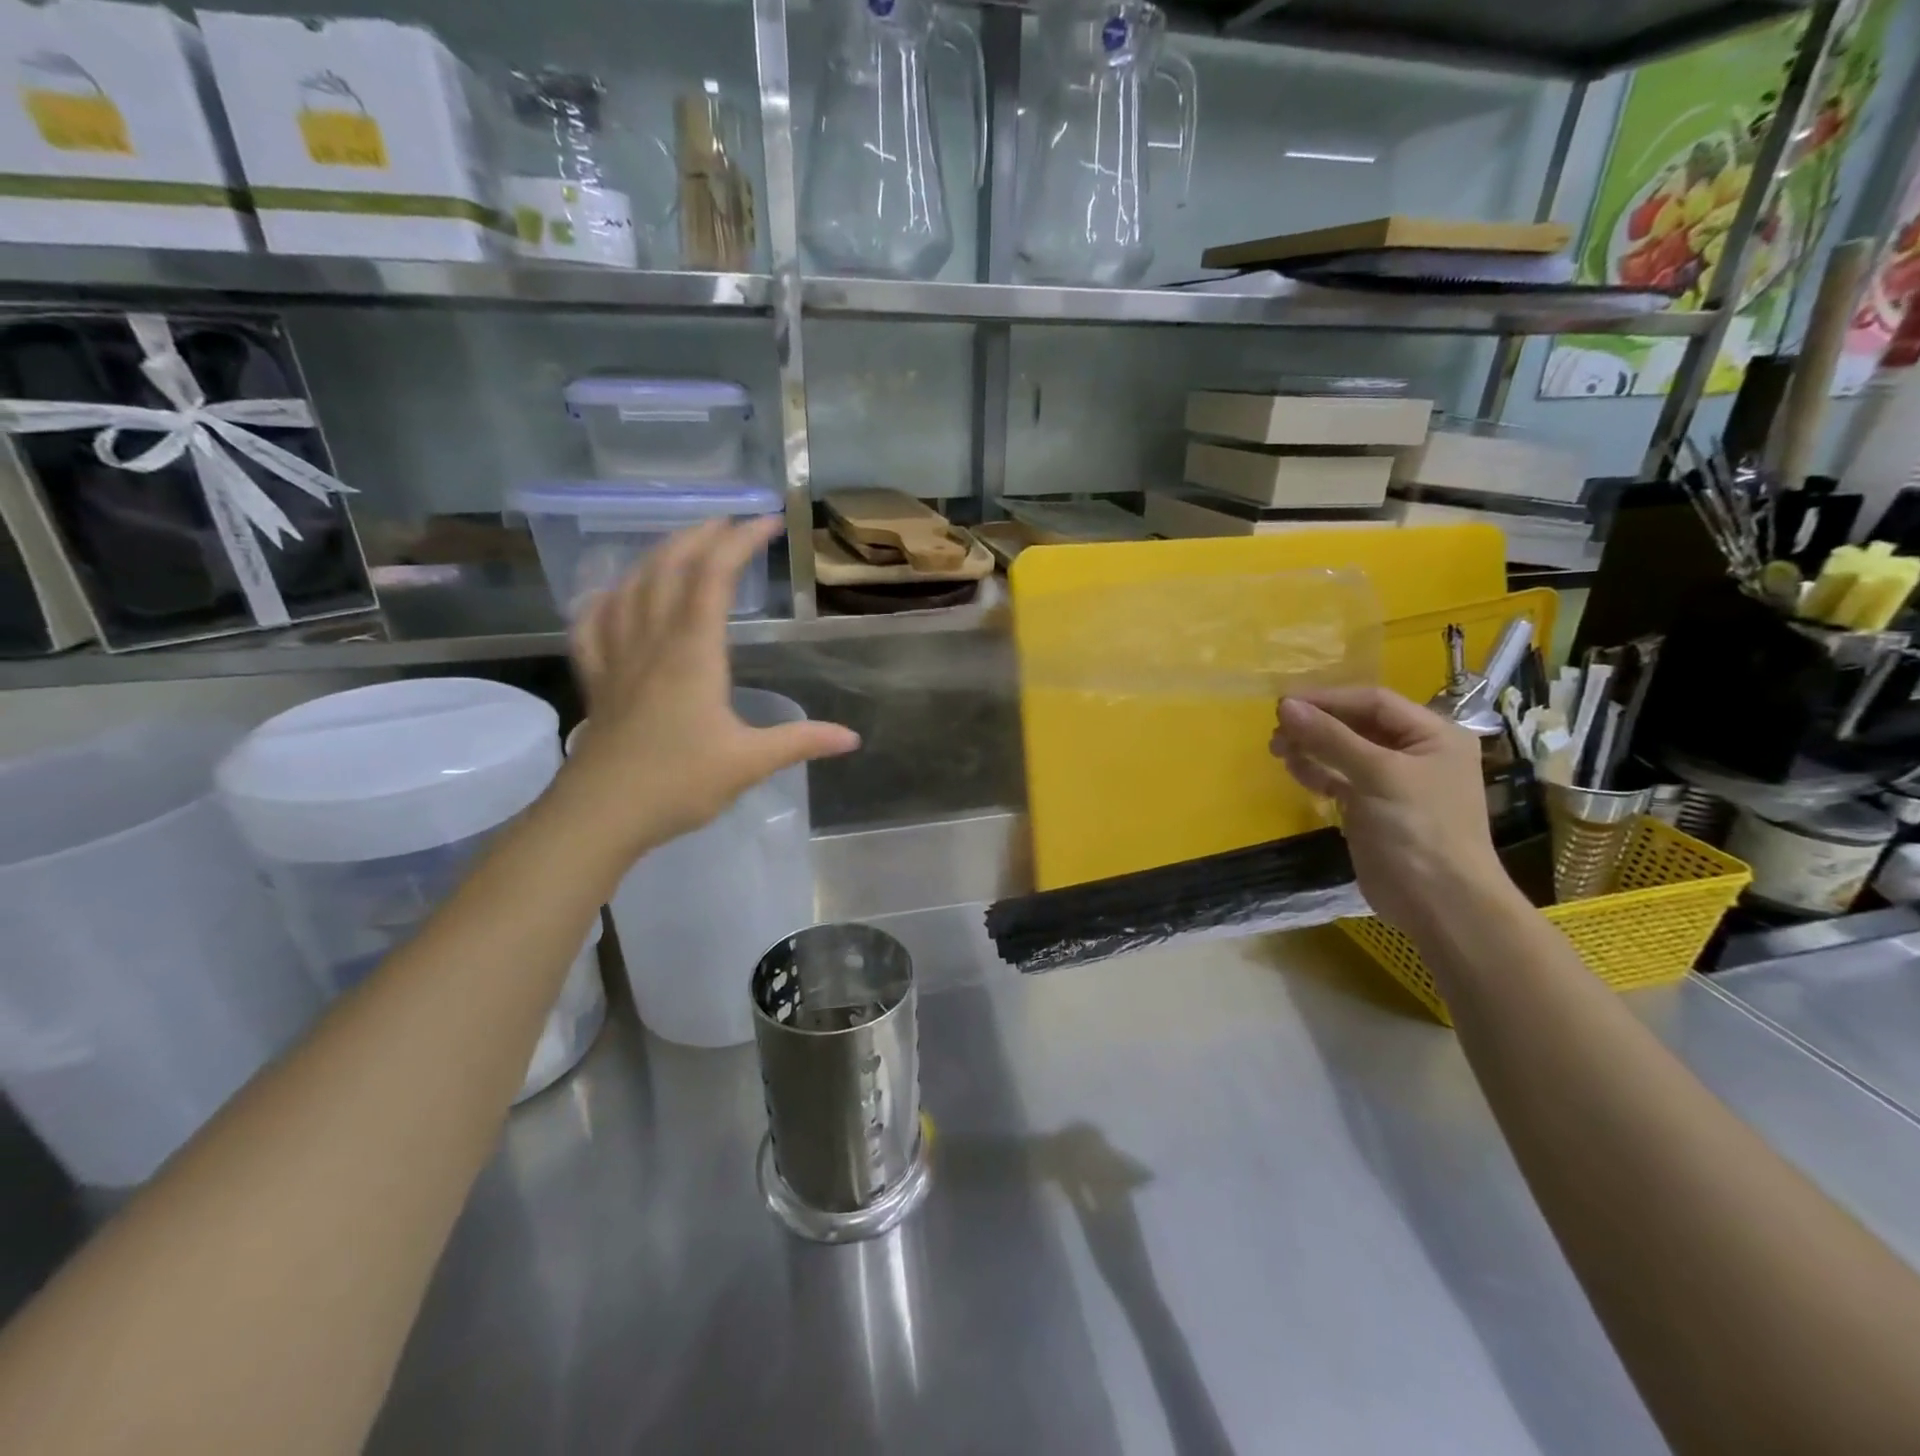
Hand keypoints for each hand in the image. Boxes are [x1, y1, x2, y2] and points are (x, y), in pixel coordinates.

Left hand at [561, 517, 859, 863]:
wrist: (600, 814)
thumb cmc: (678, 783)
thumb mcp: (749, 763)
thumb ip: (800, 742)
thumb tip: (852, 738)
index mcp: (693, 654)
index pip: (714, 578)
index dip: (740, 542)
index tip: (766, 522)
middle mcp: (652, 642)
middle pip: (669, 569)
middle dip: (700, 537)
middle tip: (728, 523)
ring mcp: (617, 658)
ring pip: (631, 588)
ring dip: (657, 556)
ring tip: (681, 544)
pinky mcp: (597, 680)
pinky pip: (592, 625)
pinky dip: (603, 599)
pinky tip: (611, 593)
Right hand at [1270, 686, 1511, 939]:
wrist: (1440, 904)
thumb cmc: (1419, 829)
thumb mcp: (1378, 775)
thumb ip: (1331, 738)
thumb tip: (1285, 706)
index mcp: (1432, 735)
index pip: (1373, 702)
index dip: (1328, 699)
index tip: (1283, 705)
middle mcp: (1414, 752)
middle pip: (1356, 724)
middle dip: (1316, 724)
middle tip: (1276, 732)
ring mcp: (1392, 782)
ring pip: (1343, 751)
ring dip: (1310, 747)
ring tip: (1277, 749)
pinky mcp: (1371, 808)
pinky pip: (1339, 778)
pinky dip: (1316, 771)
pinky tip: (1294, 769)